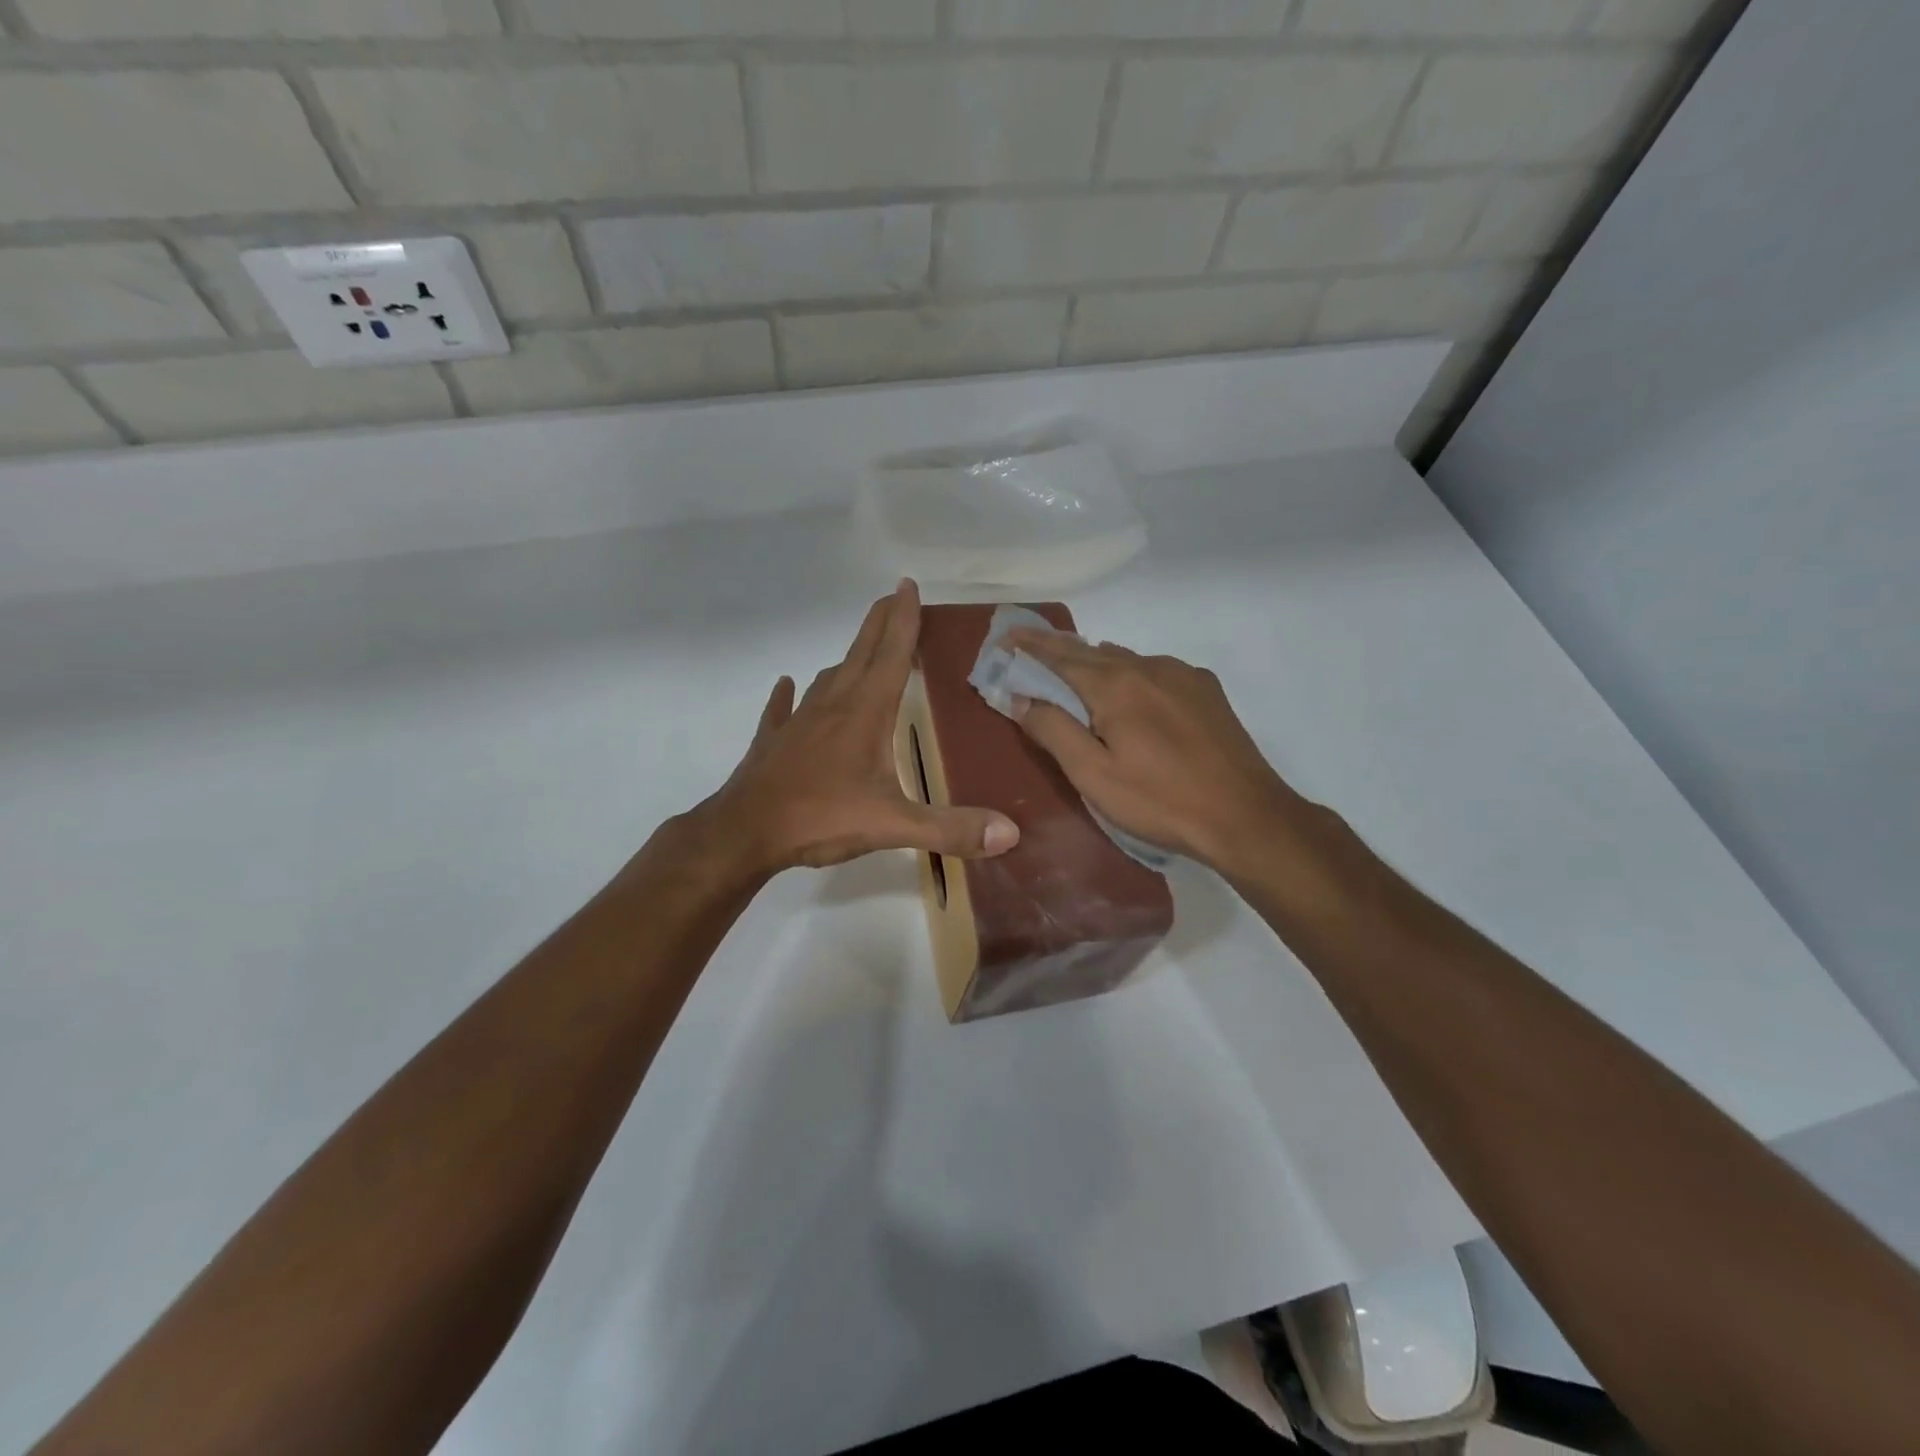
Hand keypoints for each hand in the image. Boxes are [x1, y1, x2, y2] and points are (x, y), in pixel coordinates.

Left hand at [692, 581, 1019, 875]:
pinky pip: (783, 709)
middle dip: (879, 623)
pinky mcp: (774, 742)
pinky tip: (788, 685)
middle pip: (860, 654)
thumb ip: (950, 828)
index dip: (902, 620)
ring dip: (848, 659)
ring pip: (828, 679)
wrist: (743, 833)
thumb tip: (1010, 833)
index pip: (890, 655)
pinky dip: (790, 695)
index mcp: (864, 714)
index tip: (907, 585)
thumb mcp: (892, 825)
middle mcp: (832, 706)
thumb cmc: (821, 819)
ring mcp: (798, 722)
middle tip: (892, 597)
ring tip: (862, 650)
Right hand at [1005, 629, 1305, 873]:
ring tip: (1072, 672)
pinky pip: (1154, 670)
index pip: (1058, 656)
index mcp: (1114, 685)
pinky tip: (1129, 694)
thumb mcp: (1094, 775)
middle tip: (1026, 646)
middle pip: (1090, 651)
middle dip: (1055, 649)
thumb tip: (1020, 698)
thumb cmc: (1160, 801)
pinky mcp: (1206, 689)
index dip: (1028, 647)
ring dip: (1092, 662)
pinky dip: (1128, 673)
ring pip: (1124, 659)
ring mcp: (1182, 674)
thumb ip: (1054, 731)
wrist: (1245, 816)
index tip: (1004, 638)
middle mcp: (1147, 666)